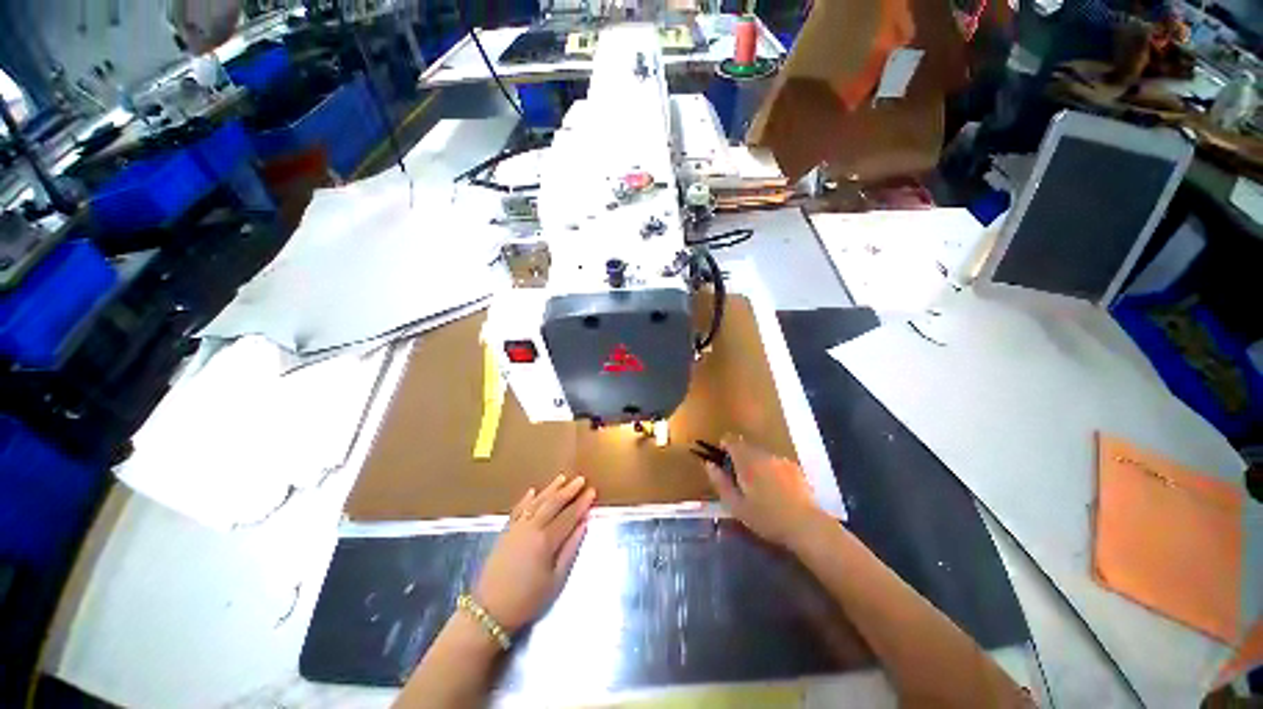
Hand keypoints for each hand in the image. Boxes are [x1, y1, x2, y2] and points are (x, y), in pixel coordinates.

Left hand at [473, 474, 594, 633]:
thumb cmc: (527, 600)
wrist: (489, 611)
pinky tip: (533, 491)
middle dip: (568, 490)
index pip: (569, 516)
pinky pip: (518, 509)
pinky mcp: (505, 531)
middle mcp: (532, 528)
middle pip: (553, 503)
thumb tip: (583, 525)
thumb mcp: (556, 580)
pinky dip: (526, 498)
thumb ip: (571, 549)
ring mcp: (517, 527)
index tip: (592, 491)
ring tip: (562, 478)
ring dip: (550, 489)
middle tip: (581, 479)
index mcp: (546, 540)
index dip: (582, 503)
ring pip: (537, 502)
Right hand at [702, 435, 827, 550]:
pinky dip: (770, 470)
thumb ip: (720, 483)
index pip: (731, 440)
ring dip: (755, 464)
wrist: (806, 526)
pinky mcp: (795, 468)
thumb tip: (709, 464)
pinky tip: (776, 490)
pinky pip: (775, 463)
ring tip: (758, 488)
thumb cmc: (766, 518)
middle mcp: (763, 454)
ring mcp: (781, 460)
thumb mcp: (736, 506)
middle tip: (738, 480)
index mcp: (747, 460)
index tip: (721, 461)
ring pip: (761, 455)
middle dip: (739, 458)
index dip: (723, 447)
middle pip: (746, 446)